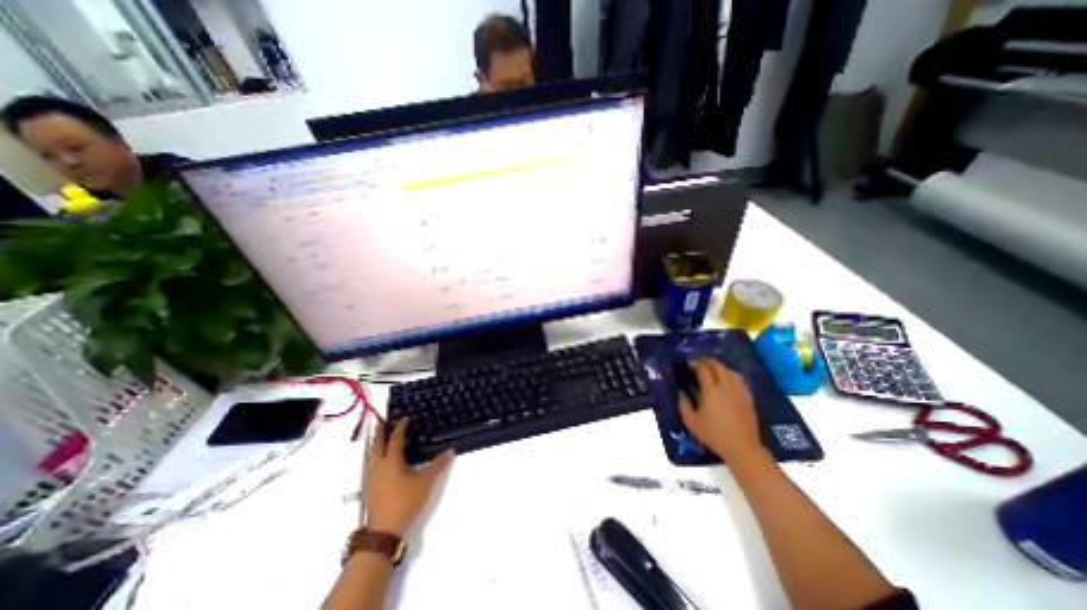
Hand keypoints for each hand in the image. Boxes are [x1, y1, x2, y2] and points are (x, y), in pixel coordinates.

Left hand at [361, 417, 452, 535]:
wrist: (383, 530)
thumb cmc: (405, 501)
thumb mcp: (425, 482)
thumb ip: (438, 465)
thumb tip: (451, 451)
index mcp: (391, 461)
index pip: (395, 439)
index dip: (400, 427)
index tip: (405, 418)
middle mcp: (377, 466)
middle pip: (377, 444)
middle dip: (381, 432)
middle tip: (384, 422)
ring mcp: (369, 477)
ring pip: (370, 455)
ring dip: (375, 444)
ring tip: (380, 438)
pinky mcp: (366, 488)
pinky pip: (368, 464)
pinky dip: (372, 456)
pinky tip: (377, 460)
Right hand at [678, 356, 761, 461]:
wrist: (742, 447)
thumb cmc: (714, 434)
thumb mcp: (691, 421)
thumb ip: (683, 404)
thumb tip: (681, 392)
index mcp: (711, 390)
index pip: (703, 369)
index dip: (695, 363)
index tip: (688, 362)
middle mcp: (726, 386)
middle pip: (718, 366)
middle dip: (707, 361)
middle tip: (698, 362)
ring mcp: (739, 391)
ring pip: (730, 370)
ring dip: (719, 366)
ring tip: (712, 369)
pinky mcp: (748, 397)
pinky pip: (739, 379)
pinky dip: (730, 374)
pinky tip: (726, 380)